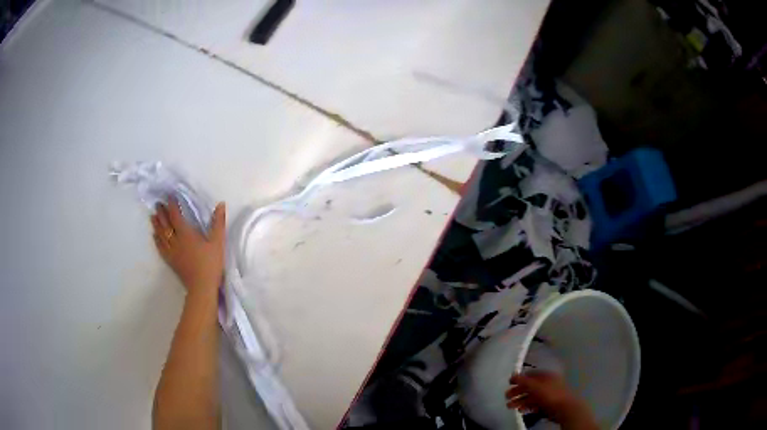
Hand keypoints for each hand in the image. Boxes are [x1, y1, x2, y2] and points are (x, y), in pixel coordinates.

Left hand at [151, 198, 225, 297]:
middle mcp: (175, 240)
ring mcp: (171, 251)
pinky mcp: (171, 261)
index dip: (172, 205)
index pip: (175, 215)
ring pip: (161, 235)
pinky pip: (160, 248)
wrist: (202, 287)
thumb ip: (218, 222)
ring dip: (156, 224)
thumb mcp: (218, 242)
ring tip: (153, 216)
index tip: (169, 196)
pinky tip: (155, 236)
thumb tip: (221, 204)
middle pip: (165, 224)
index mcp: (186, 233)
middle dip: (161, 213)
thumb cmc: (211, 263)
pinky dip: (156, 240)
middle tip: (158, 204)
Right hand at [506, 372, 596, 429]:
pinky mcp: (548, 404)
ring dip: (520, 401)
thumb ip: (524, 381)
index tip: (509, 383)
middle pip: (530, 386)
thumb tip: (513, 374)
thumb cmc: (550, 395)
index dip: (520, 378)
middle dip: (517, 391)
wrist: (564, 408)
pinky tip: (521, 410)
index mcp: (546, 376)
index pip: (531, 375)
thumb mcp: (535, 386)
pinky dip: (527, 406)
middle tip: (506, 397)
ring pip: (531, 396)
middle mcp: (547, 384)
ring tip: (510, 406)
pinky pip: (535, 404)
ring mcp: (548, 395)